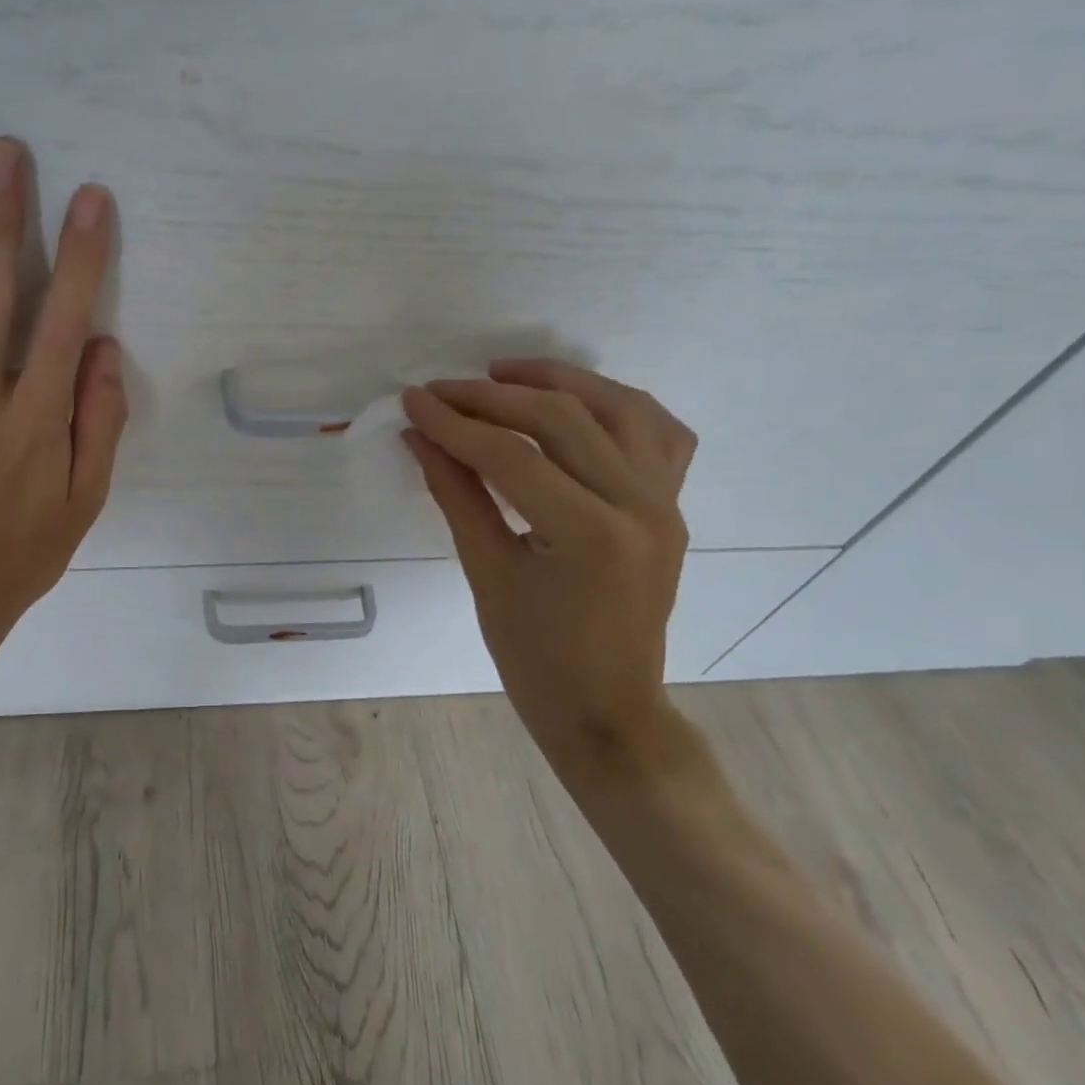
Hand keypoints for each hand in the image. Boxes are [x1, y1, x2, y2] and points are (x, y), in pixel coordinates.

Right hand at [401, 358, 697, 781]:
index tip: (412, 400)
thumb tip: (420, 436)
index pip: (510, 455)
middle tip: (442, 391)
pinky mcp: (671, 506)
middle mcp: (640, 505)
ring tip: (504, 373)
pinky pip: (659, 434)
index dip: (454, 423)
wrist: (608, 712)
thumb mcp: (486, 572)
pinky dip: (617, 405)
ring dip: (559, 380)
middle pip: (562, 418)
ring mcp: (666, 503)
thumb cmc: (536, 658)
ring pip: (619, 407)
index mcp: (591, 534)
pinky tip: (578, 402)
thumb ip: (455, 493)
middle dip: (491, 397)